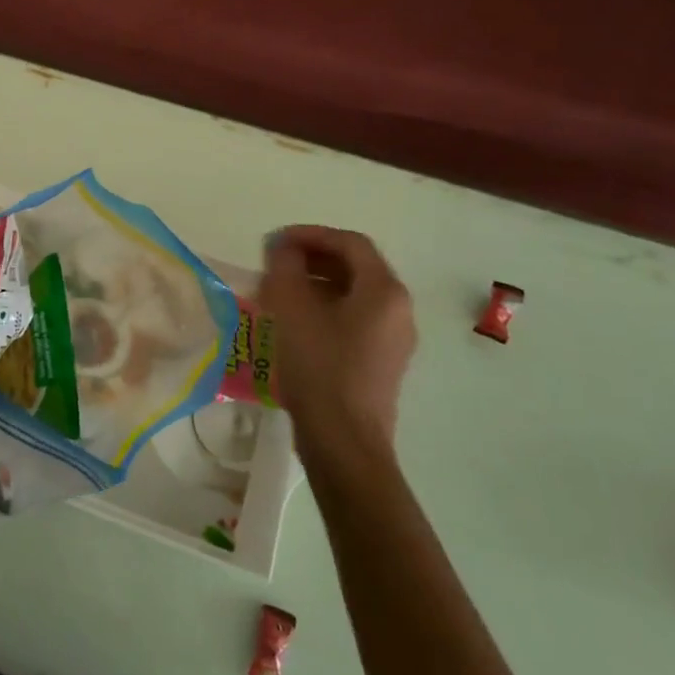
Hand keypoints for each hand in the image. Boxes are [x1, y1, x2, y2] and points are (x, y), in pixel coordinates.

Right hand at [260, 226, 416, 451]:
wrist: (343, 440)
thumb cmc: (319, 366)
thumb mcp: (292, 308)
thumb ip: (285, 266)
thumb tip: (283, 247)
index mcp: (384, 291)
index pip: (350, 243)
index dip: (311, 234)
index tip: (276, 241)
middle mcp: (398, 310)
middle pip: (356, 267)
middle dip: (313, 258)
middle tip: (276, 263)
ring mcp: (394, 339)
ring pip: (354, 294)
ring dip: (316, 283)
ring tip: (279, 290)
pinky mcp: (382, 362)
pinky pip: (355, 319)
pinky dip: (325, 308)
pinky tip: (295, 322)